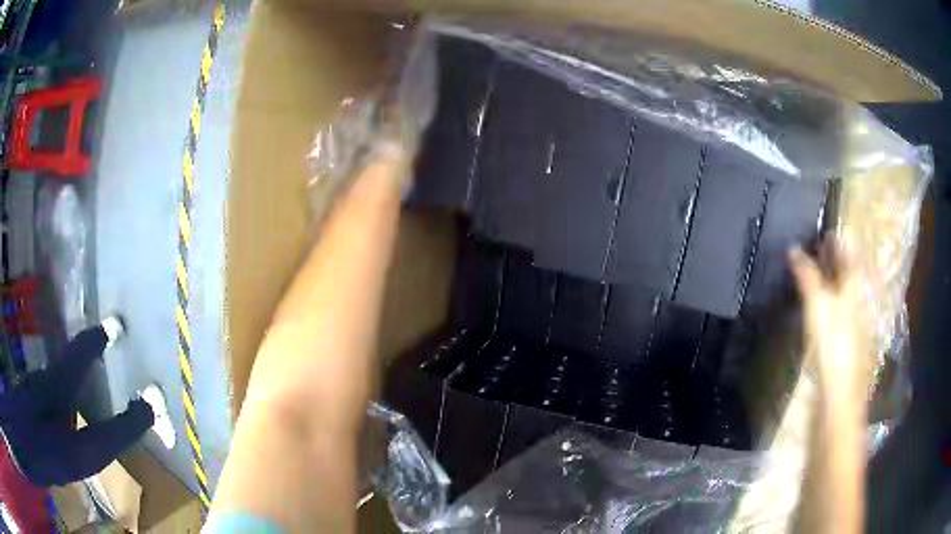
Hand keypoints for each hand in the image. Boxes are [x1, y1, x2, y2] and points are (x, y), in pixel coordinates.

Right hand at [789, 238, 872, 399]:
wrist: (840, 394)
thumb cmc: (832, 343)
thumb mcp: (818, 304)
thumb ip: (807, 276)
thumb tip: (794, 248)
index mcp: (854, 287)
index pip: (847, 254)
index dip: (837, 241)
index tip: (824, 231)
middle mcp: (858, 301)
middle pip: (847, 275)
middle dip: (835, 261)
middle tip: (818, 250)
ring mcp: (855, 325)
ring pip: (845, 295)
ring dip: (833, 282)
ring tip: (818, 276)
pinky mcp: (847, 345)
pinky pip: (841, 314)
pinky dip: (832, 305)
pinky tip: (824, 311)